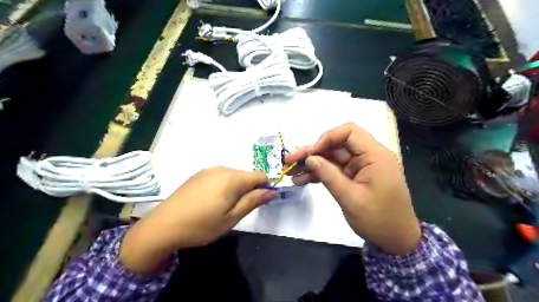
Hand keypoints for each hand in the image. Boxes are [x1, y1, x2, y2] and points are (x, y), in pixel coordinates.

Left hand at [119, 167, 275, 271]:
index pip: (260, 175)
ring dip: (235, 188)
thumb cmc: (202, 225)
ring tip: (222, 207)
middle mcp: (222, 168)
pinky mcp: (198, 174)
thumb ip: (253, 201)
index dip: (264, 188)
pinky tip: (210, 201)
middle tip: (236, 210)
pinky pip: (220, 176)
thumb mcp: (232, 217)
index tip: (258, 203)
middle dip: (248, 189)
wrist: (163, 226)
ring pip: (233, 176)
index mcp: (232, 178)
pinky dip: (223, 186)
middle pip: (246, 175)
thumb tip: (272, 191)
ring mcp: (208, 170)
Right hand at [283, 123, 422, 253]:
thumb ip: (329, 176)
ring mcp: (361, 168)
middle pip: (337, 146)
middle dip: (312, 153)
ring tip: (291, 173)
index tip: (311, 153)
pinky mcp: (356, 177)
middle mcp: (369, 157)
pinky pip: (335, 170)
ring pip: (332, 158)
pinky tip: (302, 180)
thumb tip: (310, 158)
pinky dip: (320, 174)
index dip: (327, 138)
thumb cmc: (379, 221)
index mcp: (375, 156)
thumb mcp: (351, 199)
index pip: (350, 132)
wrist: (396, 241)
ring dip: (312, 165)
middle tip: (289, 162)